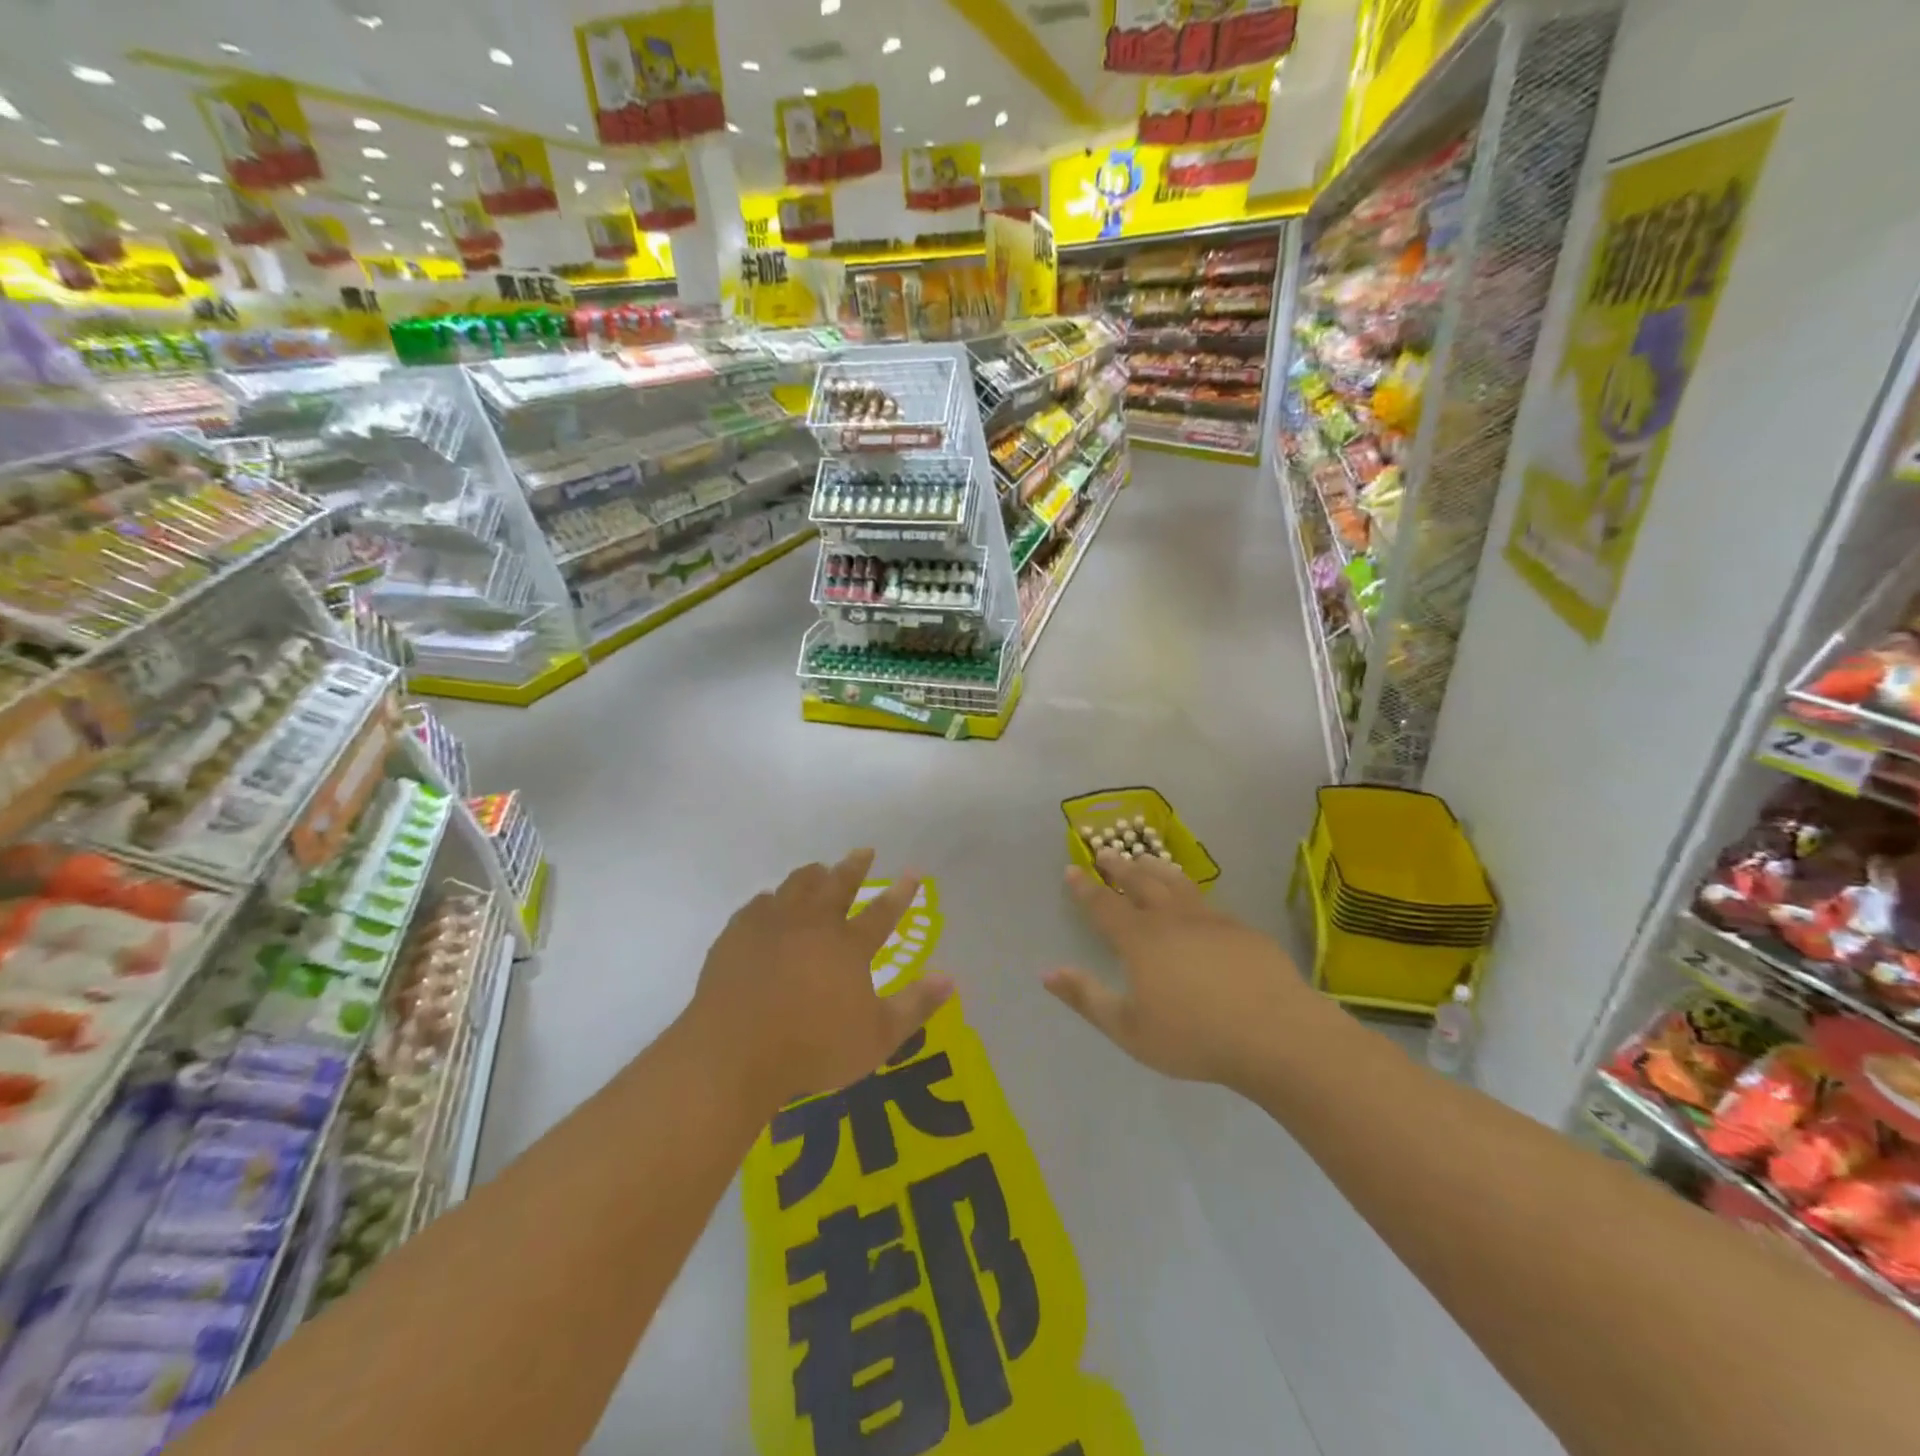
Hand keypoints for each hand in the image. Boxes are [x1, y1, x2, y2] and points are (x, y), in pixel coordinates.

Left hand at [688, 850, 953, 1109]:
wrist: (734, 1052)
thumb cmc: (812, 1048)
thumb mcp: (876, 1038)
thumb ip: (915, 1007)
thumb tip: (949, 978)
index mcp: (848, 946)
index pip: (882, 912)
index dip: (901, 892)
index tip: (912, 872)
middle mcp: (813, 925)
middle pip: (838, 884)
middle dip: (855, 866)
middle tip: (864, 851)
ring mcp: (772, 925)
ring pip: (797, 886)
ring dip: (812, 875)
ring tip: (819, 869)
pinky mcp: (737, 935)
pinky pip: (758, 904)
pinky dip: (771, 900)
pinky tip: (770, 903)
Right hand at [1045, 850, 1312, 1088]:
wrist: (1275, 1034)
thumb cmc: (1194, 1037)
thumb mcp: (1129, 1028)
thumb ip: (1086, 997)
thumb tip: (1047, 972)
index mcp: (1140, 939)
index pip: (1104, 905)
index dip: (1085, 887)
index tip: (1072, 869)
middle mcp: (1172, 919)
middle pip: (1140, 882)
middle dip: (1120, 866)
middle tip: (1107, 852)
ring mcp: (1211, 920)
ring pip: (1176, 883)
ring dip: (1155, 868)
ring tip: (1146, 859)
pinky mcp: (1242, 930)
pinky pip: (1208, 902)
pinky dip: (1190, 892)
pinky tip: (1194, 901)